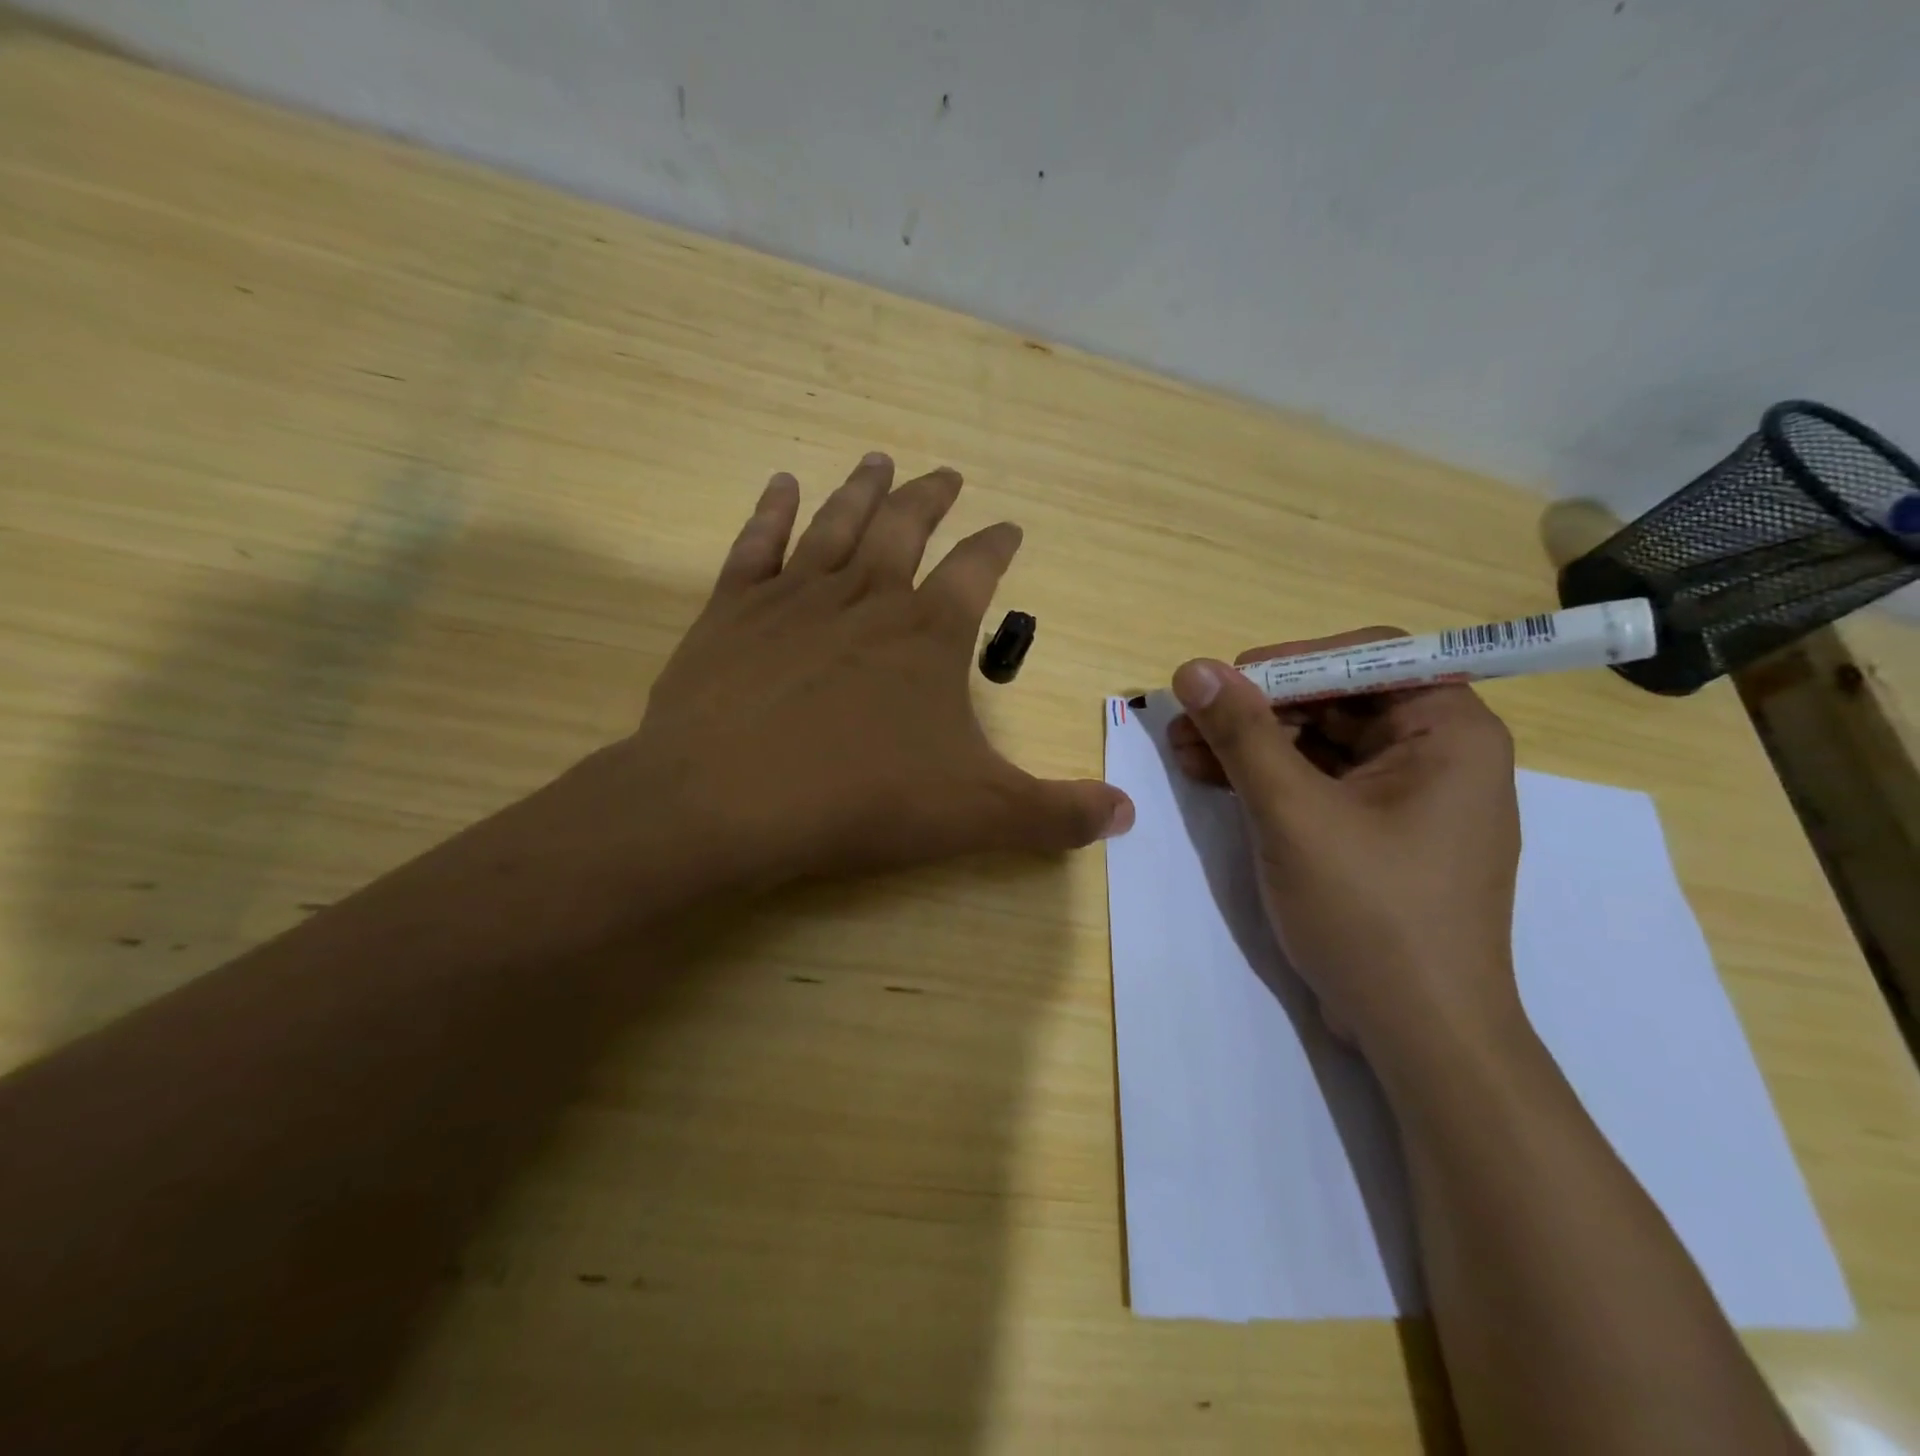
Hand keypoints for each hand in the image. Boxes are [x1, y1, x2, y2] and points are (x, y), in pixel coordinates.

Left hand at [572, 455, 1130, 907]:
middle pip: (906, 526)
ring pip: (837, 522)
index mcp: (929, 633)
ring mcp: (795, 597)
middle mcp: (867, 596)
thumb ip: (1056, 813)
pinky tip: (781, 484)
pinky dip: (770, 510)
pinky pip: (755, 544)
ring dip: (862, 489)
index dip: (998, 545)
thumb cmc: (862, 800)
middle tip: (947, 473)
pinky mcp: (732, 611)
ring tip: (879, 458)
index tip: (1010, 526)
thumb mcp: (978, 815)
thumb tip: (1127, 814)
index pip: (978, 570)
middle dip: (932, 497)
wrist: (730, 801)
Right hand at [1167, 630, 1520, 1062]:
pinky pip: (1320, 783)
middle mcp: (1438, 753)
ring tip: (1181, 749)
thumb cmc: (1371, 913)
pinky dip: (1268, 779)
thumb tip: (1192, 669)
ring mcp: (1407, 797)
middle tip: (1185, 719)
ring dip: (1251, 744)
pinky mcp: (1379, 833)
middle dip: (1256, 709)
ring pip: (1320, 743)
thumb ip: (1244, 734)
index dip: (1290, 661)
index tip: (1225, 682)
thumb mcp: (1294, 814)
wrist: (1419, 1034)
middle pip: (1337, 700)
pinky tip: (1210, 777)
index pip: (1369, 657)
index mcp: (1450, 732)